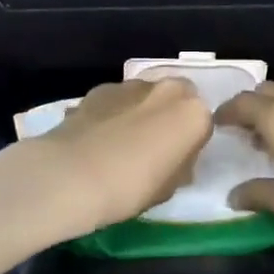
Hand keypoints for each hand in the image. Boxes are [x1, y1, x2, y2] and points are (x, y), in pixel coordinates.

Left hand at [20, 78, 212, 238]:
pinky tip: (99, 137)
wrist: (71, 174)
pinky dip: (115, 112)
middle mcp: (168, 89)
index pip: (203, 125)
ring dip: (142, 111)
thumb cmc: (130, 187)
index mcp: (193, 114)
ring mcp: (133, 85)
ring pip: (147, 95)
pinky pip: (118, 99)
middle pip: (178, 98)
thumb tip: (175, 159)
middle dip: (169, 116)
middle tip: (153, 146)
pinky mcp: (102, 87)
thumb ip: (180, 167)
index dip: (190, 144)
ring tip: (121, 142)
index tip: (176, 162)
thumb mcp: (168, 189)